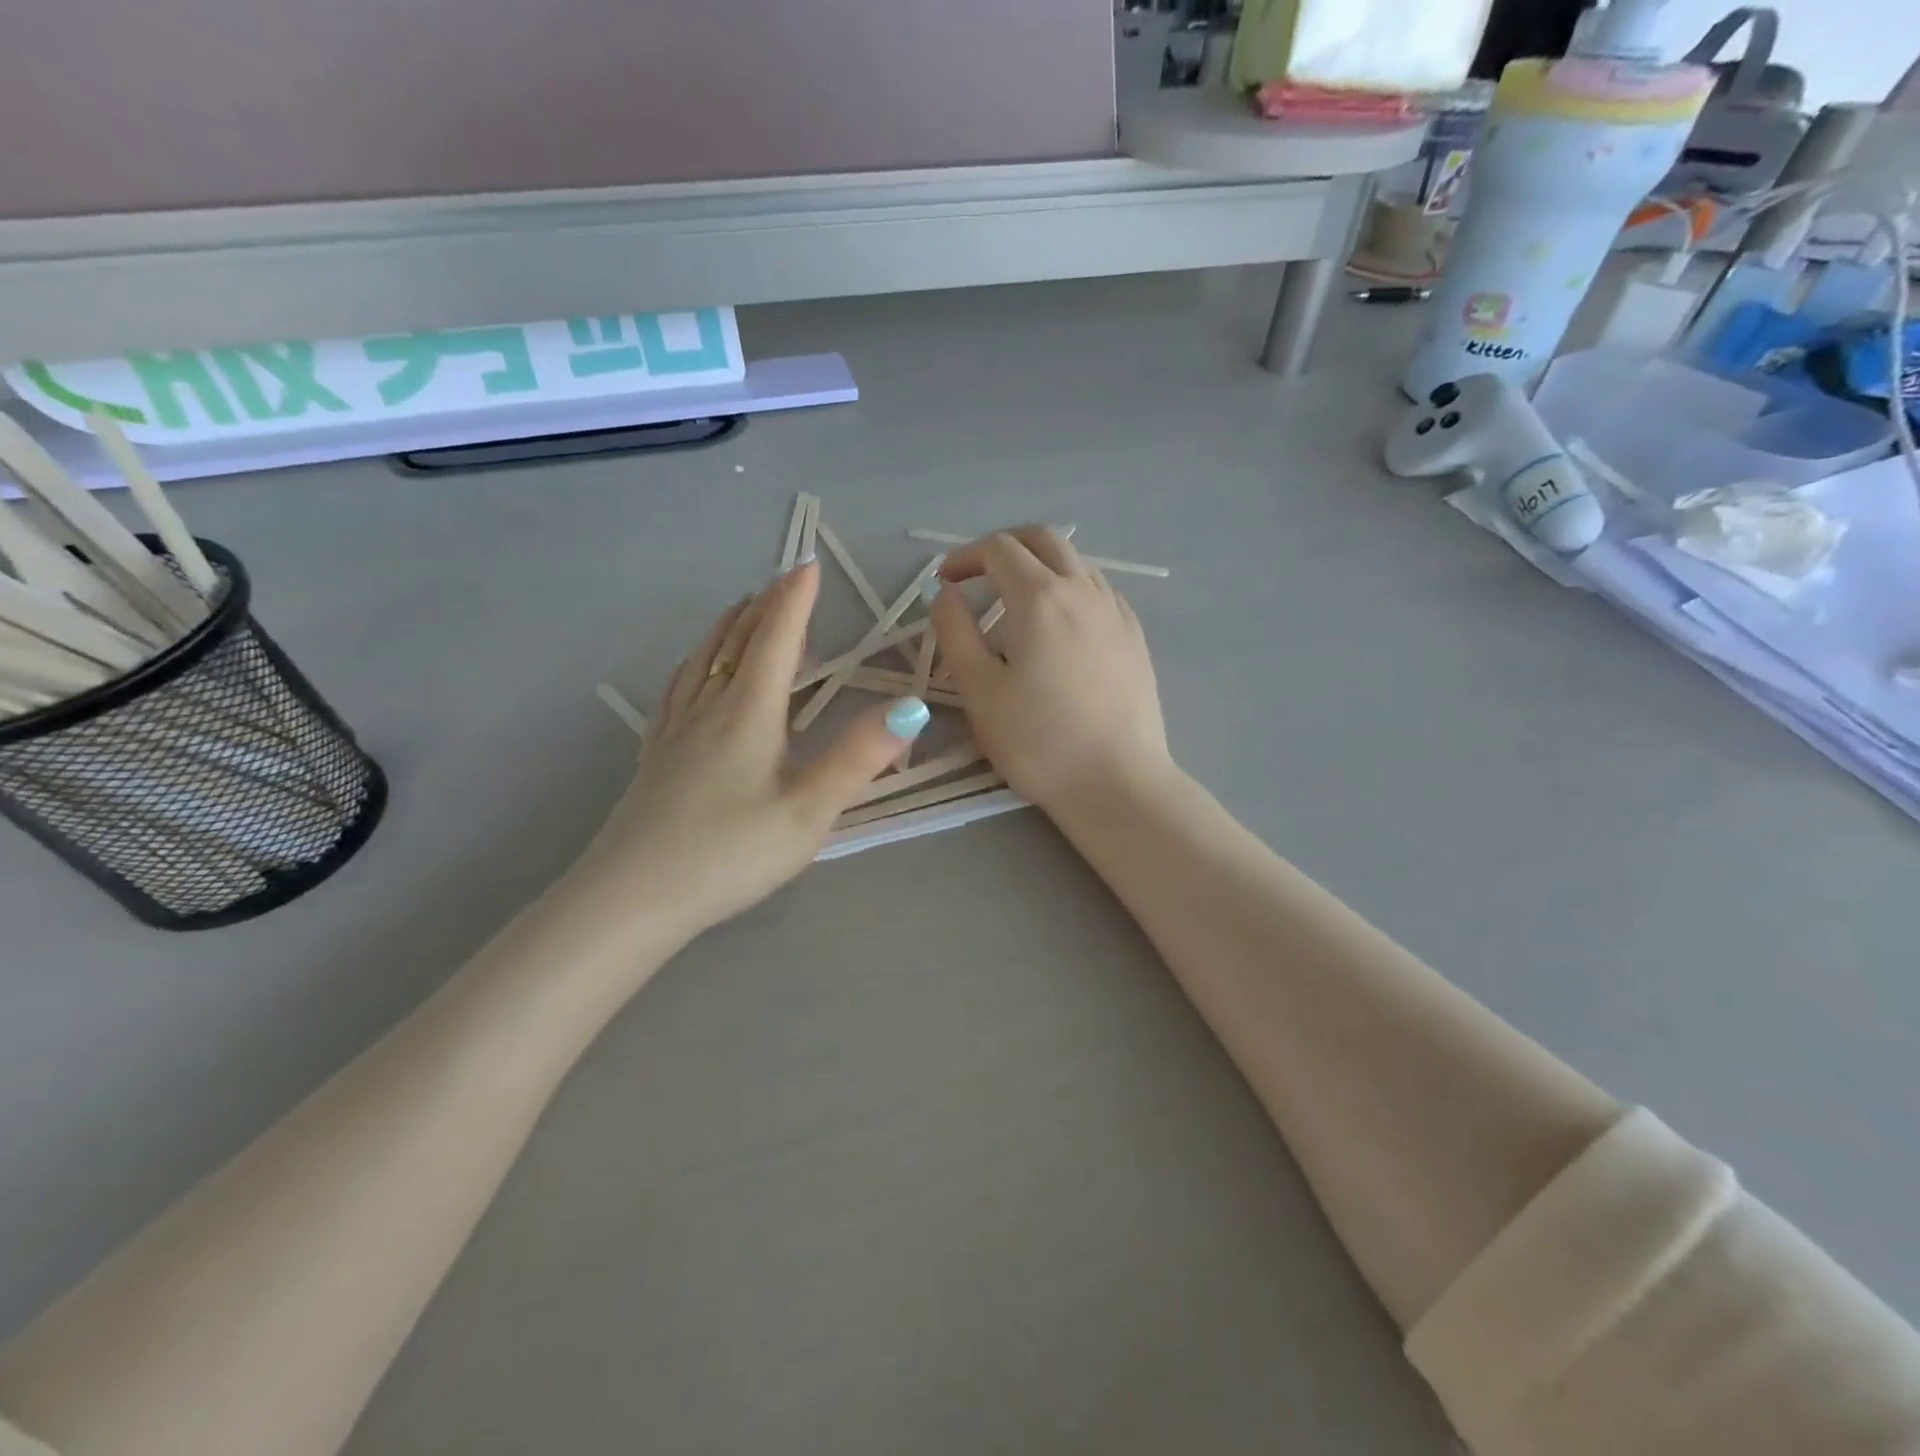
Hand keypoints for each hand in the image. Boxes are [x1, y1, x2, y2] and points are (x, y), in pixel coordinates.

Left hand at [575, 561, 928, 941]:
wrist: (632, 897)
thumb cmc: (729, 854)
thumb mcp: (808, 811)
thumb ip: (858, 757)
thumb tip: (912, 708)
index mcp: (748, 713)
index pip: (776, 640)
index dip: (794, 600)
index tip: (809, 564)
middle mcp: (709, 708)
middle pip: (737, 641)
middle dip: (765, 606)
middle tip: (785, 579)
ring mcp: (676, 730)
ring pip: (703, 660)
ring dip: (728, 627)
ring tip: (742, 608)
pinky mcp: (656, 755)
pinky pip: (677, 688)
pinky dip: (694, 662)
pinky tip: (691, 670)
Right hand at [929, 527, 1173, 820]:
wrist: (1117, 784)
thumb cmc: (1039, 742)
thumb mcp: (979, 691)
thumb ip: (954, 632)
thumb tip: (946, 593)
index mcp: (1041, 598)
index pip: (999, 549)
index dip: (964, 557)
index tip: (943, 582)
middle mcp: (1084, 591)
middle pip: (1043, 540)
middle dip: (1004, 548)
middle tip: (978, 578)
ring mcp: (1116, 612)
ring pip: (1075, 563)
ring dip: (1039, 568)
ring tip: (1016, 606)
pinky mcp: (1135, 637)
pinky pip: (1098, 592)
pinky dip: (1069, 590)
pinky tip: (1060, 630)